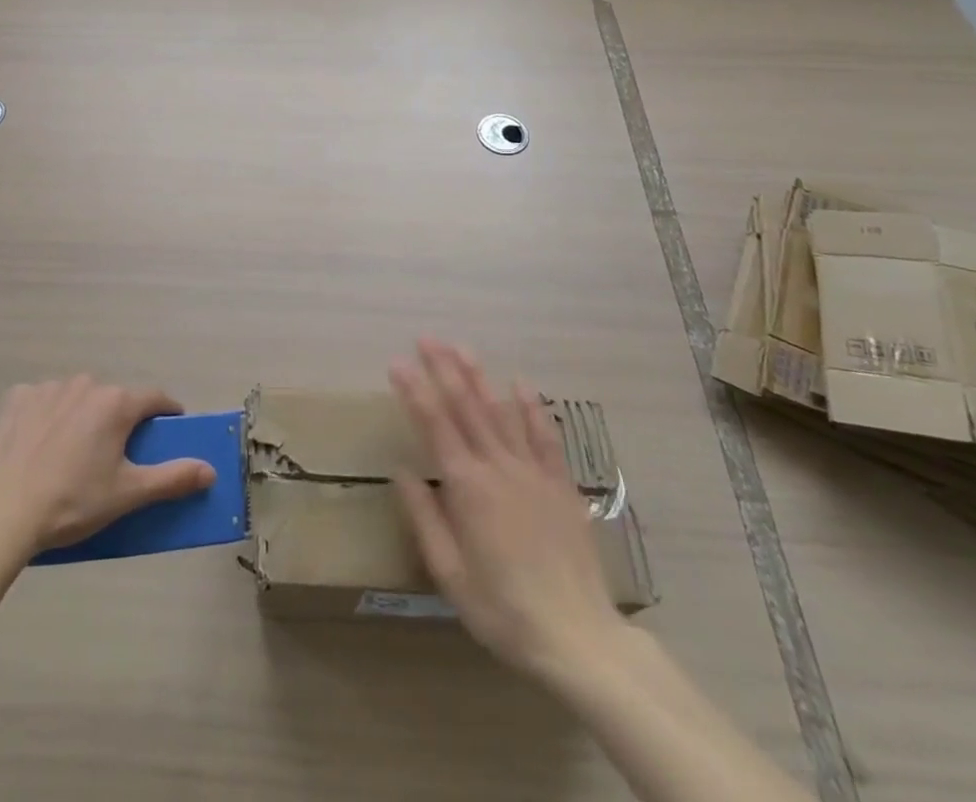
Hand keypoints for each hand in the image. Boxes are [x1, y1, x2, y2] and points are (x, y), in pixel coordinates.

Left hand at [0, 377, 215, 553]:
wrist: (1, 511)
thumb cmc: (72, 502)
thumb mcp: (127, 494)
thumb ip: (172, 479)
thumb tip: (211, 471)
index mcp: (116, 403)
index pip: (155, 399)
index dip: (166, 412)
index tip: (170, 427)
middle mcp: (86, 384)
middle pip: (114, 399)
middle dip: (119, 420)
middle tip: (114, 455)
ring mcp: (49, 388)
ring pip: (78, 397)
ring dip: (83, 416)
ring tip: (71, 454)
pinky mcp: (18, 398)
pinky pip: (44, 401)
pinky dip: (47, 416)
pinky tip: (39, 445)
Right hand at [390, 340, 628, 682]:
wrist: (577, 637)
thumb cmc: (503, 609)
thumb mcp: (449, 573)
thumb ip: (425, 517)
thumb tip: (402, 471)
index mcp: (466, 487)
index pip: (434, 425)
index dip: (415, 390)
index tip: (398, 362)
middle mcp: (498, 467)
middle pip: (467, 407)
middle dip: (444, 369)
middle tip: (427, 338)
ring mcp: (532, 472)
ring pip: (501, 412)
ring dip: (480, 377)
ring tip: (462, 348)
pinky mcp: (560, 485)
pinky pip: (544, 436)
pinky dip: (532, 407)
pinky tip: (521, 384)